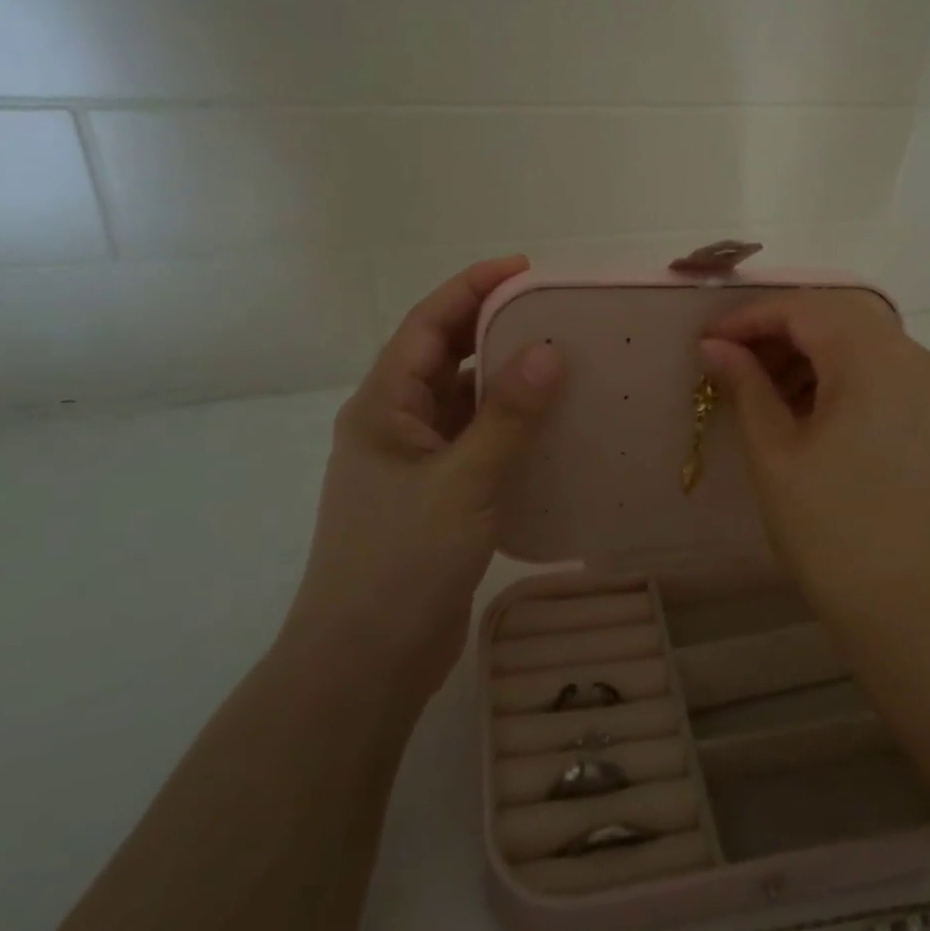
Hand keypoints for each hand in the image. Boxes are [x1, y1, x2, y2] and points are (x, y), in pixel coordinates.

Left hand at [284, 256, 563, 699]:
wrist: (366, 661)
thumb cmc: (402, 561)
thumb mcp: (462, 482)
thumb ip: (507, 416)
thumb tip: (549, 351)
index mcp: (382, 407)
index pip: (427, 326)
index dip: (471, 288)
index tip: (525, 268)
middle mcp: (395, 425)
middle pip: (446, 358)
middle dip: (494, 329)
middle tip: (555, 314)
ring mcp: (415, 464)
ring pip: (464, 403)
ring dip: (505, 380)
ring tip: (563, 362)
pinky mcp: (437, 497)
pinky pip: (477, 442)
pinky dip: (510, 427)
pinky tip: (552, 427)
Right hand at [699, 291, 929, 649]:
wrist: (916, 613)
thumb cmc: (832, 533)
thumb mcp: (775, 454)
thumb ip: (745, 386)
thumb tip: (715, 347)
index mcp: (875, 359)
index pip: (804, 310)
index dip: (749, 319)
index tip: (706, 342)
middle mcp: (915, 359)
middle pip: (838, 317)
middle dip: (780, 331)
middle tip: (732, 362)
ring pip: (864, 342)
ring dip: (811, 352)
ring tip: (763, 388)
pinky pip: (884, 372)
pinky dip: (842, 375)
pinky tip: (808, 407)